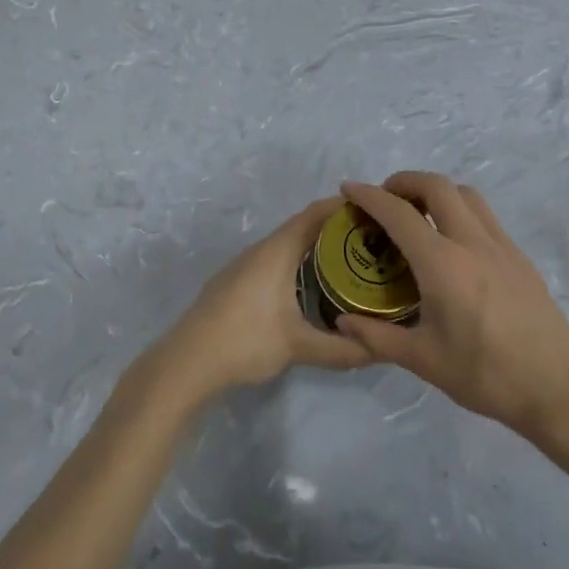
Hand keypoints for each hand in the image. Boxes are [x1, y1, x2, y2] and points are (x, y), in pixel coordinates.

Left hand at [134, 196, 373, 410]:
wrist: (187, 362)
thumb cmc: (245, 342)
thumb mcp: (298, 347)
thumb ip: (341, 349)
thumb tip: (381, 351)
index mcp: (276, 251)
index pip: (315, 214)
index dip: (343, 206)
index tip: (374, 208)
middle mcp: (260, 250)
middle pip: (302, 226)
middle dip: (335, 228)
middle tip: (370, 239)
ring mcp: (243, 265)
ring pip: (285, 244)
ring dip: (314, 246)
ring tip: (347, 260)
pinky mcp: (234, 282)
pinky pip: (273, 259)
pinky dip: (296, 261)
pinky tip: (308, 284)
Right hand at [338, 173, 568, 435]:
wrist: (557, 388)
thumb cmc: (485, 375)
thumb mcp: (423, 360)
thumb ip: (377, 337)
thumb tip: (342, 321)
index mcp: (443, 264)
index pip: (399, 214)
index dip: (370, 196)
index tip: (349, 189)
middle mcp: (473, 243)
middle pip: (437, 186)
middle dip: (405, 181)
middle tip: (384, 198)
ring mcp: (502, 246)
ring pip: (466, 195)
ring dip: (436, 191)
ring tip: (417, 214)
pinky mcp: (520, 258)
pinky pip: (485, 216)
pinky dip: (459, 211)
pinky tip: (451, 243)